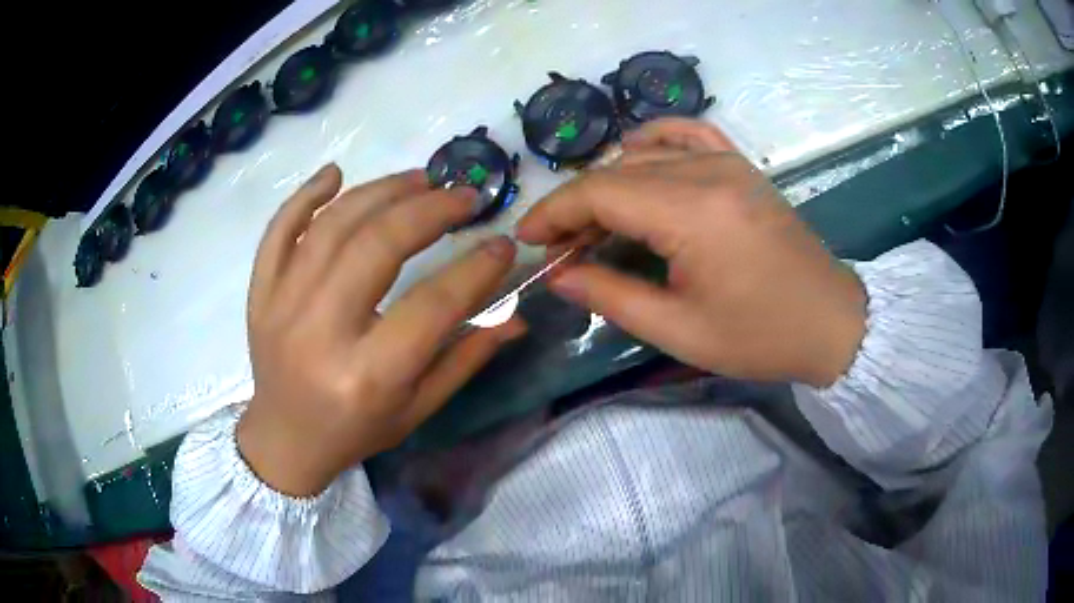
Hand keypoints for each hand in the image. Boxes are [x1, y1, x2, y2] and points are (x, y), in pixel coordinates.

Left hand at [238, 164, 524, 496]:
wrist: (285, 440)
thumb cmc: (356, 431)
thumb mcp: (419, 408)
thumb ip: (467, 356)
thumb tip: (518, 313)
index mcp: (368, 376)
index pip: (433, 304)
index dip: (476, 267)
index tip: (503, 243)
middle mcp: (320, 333)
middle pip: (377, 246)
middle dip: (430, 210)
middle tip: (464, 197)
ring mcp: (282, 306)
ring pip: (331, 226)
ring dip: (381, 191)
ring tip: (420, 179)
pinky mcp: (260, 293)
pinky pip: (278, 231)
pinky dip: (305, 195)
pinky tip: (336, 173)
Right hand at [517, 119, 865, 387]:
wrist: (831, 321)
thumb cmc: (761, 336)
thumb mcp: (680, 330)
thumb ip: (611, 296)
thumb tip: (560, 276)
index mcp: (692, 212)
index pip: (599, 192)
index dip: (553, 212)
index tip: (527, 239)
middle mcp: (707, 172)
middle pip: (617, 171)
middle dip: (576, 206)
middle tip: (560, 248)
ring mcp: (729, 162)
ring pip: (645, 154)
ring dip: (608, 182)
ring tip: (593, 221)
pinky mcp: (742, 166)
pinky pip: (689, 133)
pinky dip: (655, 139)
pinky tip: (637, 154)